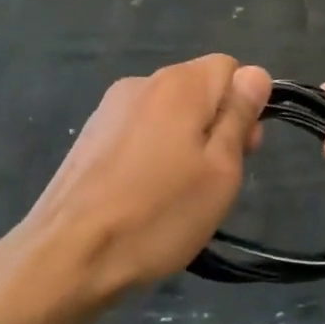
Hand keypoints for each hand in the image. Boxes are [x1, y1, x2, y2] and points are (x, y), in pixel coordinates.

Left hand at [15, 55, 270, 304]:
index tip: (243, 150)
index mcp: (179, 84)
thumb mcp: (220, 170)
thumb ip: (239, 116)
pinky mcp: (89, 136)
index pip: (230, 68)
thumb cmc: (159, 214)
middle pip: (197, 88)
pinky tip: (145, 194)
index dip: (245, 106)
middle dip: (216, 125)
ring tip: (178, 194)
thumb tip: (255, 74)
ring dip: (185, 142)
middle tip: (216, 180)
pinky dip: (153, 153)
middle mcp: (142, 83)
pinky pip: (139, 131)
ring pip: (168, 113)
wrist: (68, 255)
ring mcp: (109, 109)